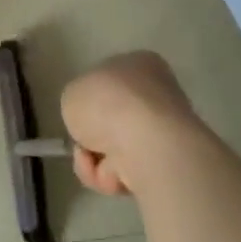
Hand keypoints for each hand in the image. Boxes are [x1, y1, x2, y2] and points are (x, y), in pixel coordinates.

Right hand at [60, 51, 207, 199]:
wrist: (146, 142)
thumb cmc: (106, 103)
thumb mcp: (72, 93)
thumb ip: (78, 104)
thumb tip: (91, 124)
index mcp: (140, 64)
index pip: (110, 81)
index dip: (90, 99)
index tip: (79, 113)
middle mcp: (158, 94)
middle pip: (113, 120)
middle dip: (93, 137)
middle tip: (82, 142)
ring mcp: (166, 132)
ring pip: (116, 150)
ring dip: (96, 161)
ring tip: (91, 162)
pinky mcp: (168, 165)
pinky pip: (127, 172)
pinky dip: (110, 177)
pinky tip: (109, 175)